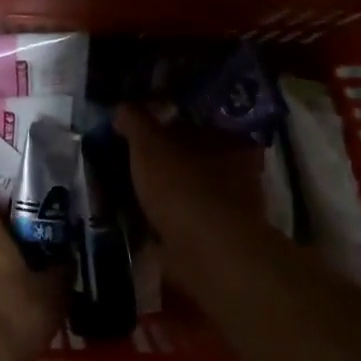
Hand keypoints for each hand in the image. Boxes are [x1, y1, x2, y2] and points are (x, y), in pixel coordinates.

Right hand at [114, 106, 273, 292]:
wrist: (207, 253)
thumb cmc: (182, 186)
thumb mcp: (149, 143)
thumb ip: (135, 121)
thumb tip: (121, 107)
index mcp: (230, 140)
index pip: (199, 120)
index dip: (169, 120)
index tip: (143, 126)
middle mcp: (239, 171)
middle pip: (195, 155)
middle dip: (168, 157)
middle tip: (133, 158)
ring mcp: (231, 208)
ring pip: (191, 188)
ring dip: (168, 190)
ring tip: (133, 190)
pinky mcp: (217, 238)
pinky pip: (186, 219)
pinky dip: (168, 219)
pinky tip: (143, 219)